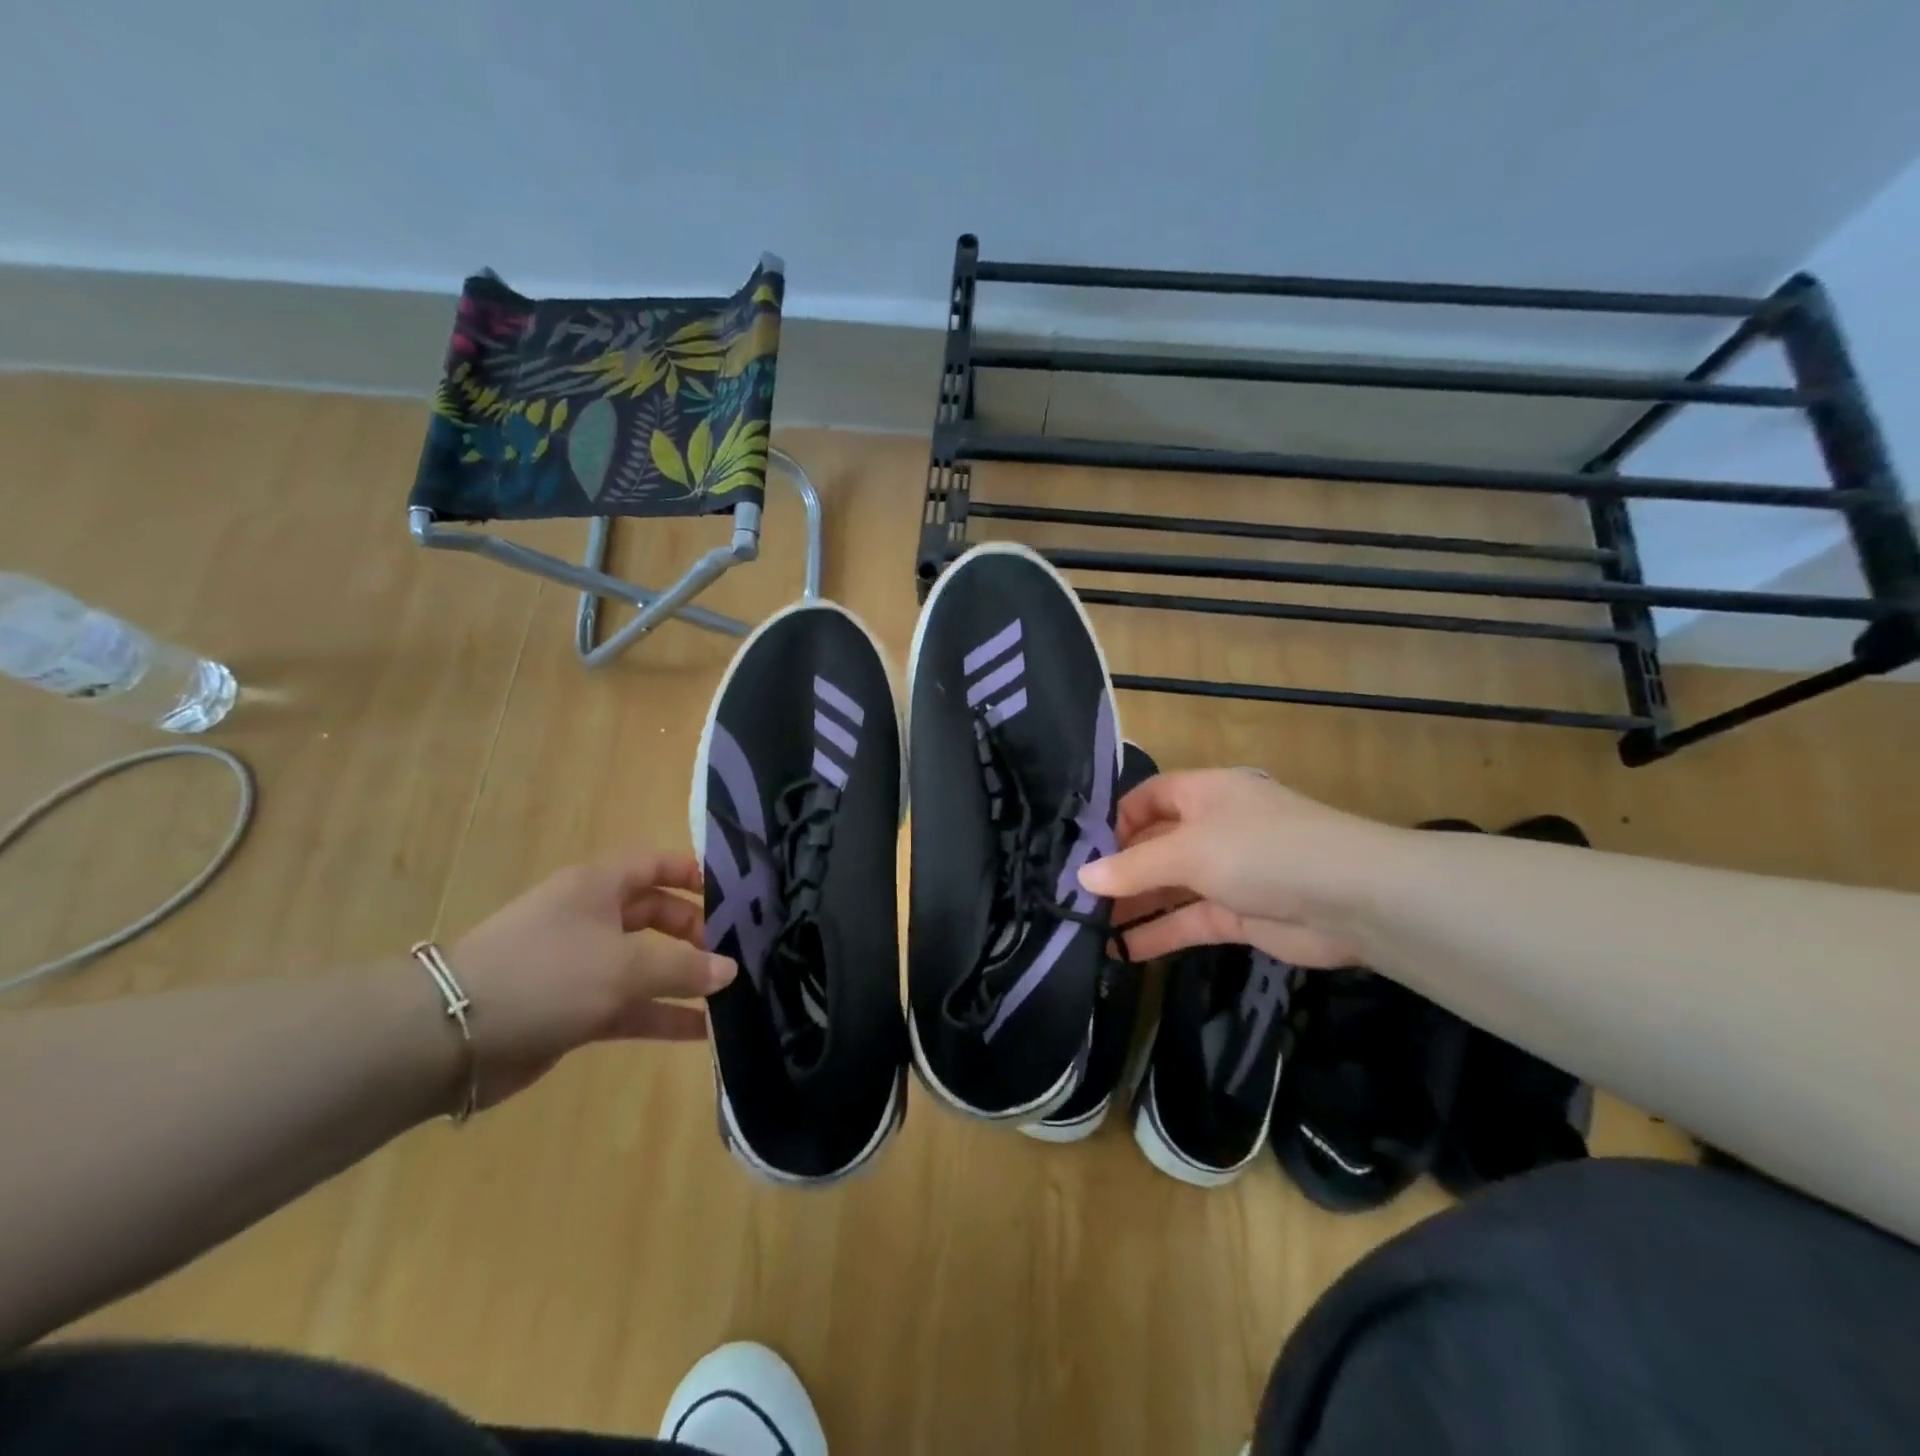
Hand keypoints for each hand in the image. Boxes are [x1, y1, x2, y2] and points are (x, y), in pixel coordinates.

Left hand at [449, 850, 735, 1107]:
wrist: (450, 1037)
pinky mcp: (573, 1008)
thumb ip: (684, 967)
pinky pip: (630, 1005)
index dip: (691, 874)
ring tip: (728, 994)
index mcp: (598, 886)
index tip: (732, 896)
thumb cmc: (547, 975)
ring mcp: (581, 965)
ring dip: (683, 978)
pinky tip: (699, 1031)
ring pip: (645, 964)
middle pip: (655, 914)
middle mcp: (591, 917)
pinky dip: (661, 1015)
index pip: (654, 864)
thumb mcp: (625, 966)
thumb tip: (731, 969)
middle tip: (732, 953)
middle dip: (694, 932)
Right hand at [1078, 769, 1388, 967]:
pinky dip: (1159, 934)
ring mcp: (1227, 873)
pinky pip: (1188, 920)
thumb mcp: (1189, 851)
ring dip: (1133, 906)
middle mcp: (1213, 828)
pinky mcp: (1238, 915)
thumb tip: (1082, 877)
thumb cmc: (1263, 851)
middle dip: (1118, 870)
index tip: (1083, 853)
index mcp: (1204, 794)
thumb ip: (1134, 867)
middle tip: (1074, 898)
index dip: (1116, 821)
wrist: (1354, 900)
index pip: (1149, 798)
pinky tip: (1122, 952)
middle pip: (1154, 845)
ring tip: (1088, 928)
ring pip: (1169, 887)